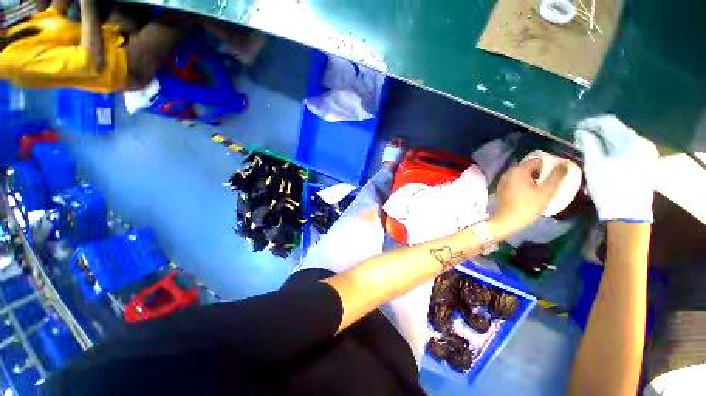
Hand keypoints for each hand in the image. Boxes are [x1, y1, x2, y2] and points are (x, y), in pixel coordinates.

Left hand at [490, 158, 567, 238]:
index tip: (555, 177)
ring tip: (541, 190)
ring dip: (533, 180)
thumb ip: (557, 176)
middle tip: (549, 185)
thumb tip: (565, 163)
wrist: (506, 220)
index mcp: (518, 170)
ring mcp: (503, 180)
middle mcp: (508, 172)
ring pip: (522, 175)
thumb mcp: (546, 191)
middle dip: (541, 174)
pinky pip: (516, 182)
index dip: (549, 167)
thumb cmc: (527, 206)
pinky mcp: (501, 189)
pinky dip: (524, 185)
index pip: (538, 161)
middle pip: (529, 167)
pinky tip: (529, 195)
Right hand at [575, 115, 657, 222]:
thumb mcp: (594, 165)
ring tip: (590, 143)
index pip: (609, 122)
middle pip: (617, 128)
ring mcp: (647, 150)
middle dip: (598, 130)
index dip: (591, 122)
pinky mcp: (647, 159)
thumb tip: (581, 132)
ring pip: (622, 136)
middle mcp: (642, 142)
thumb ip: (589, 145)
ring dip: (606, 137)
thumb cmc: (608, 188)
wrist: (629, 213)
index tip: (576, 127)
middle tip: (581, 136)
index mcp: (630, 142)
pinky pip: (628, 144)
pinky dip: (614, 144)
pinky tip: (604, 150)